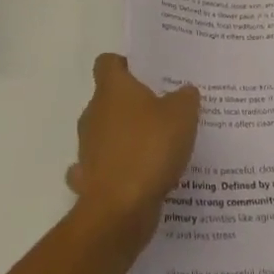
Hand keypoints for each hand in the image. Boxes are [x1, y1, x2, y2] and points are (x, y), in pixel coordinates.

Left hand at [65, 54, 199, 246]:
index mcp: (112, 89)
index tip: (146, 74)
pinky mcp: (88, 181)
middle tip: (164, 111)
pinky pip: (104, 169)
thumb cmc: (149, 148)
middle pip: (109, 99)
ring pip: (106, 134)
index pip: (107, 63)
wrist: (120, 210)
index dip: (125, 64)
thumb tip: (184, 91)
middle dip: (132, 105)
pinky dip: (117, 171)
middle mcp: (93, 114)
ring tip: (158, 148)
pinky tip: (139, 178)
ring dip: (126, 139)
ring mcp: (87, 149)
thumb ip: (185, 98)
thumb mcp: (182, 115)